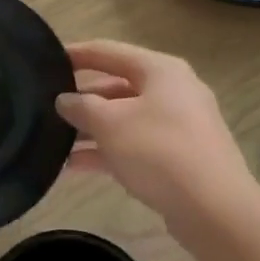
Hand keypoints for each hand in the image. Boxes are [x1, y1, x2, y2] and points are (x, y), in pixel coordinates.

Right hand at [57, 40, 255, 225]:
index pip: (108, 51)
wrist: (214, 209)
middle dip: (82, 99)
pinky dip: (107, 152)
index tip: (46, 59)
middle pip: (117, 86)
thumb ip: (81, 106)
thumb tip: (65, 99)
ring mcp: (178, 126)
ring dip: (91, 130)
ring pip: (125, 119)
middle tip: (47, 108)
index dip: (76, 54)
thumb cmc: (158, 151)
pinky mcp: (179, 158)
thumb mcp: (109, 124)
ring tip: (55, 142)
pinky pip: (135, 146)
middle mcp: (172, 91)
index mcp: (160, 70)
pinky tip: (75, 167)